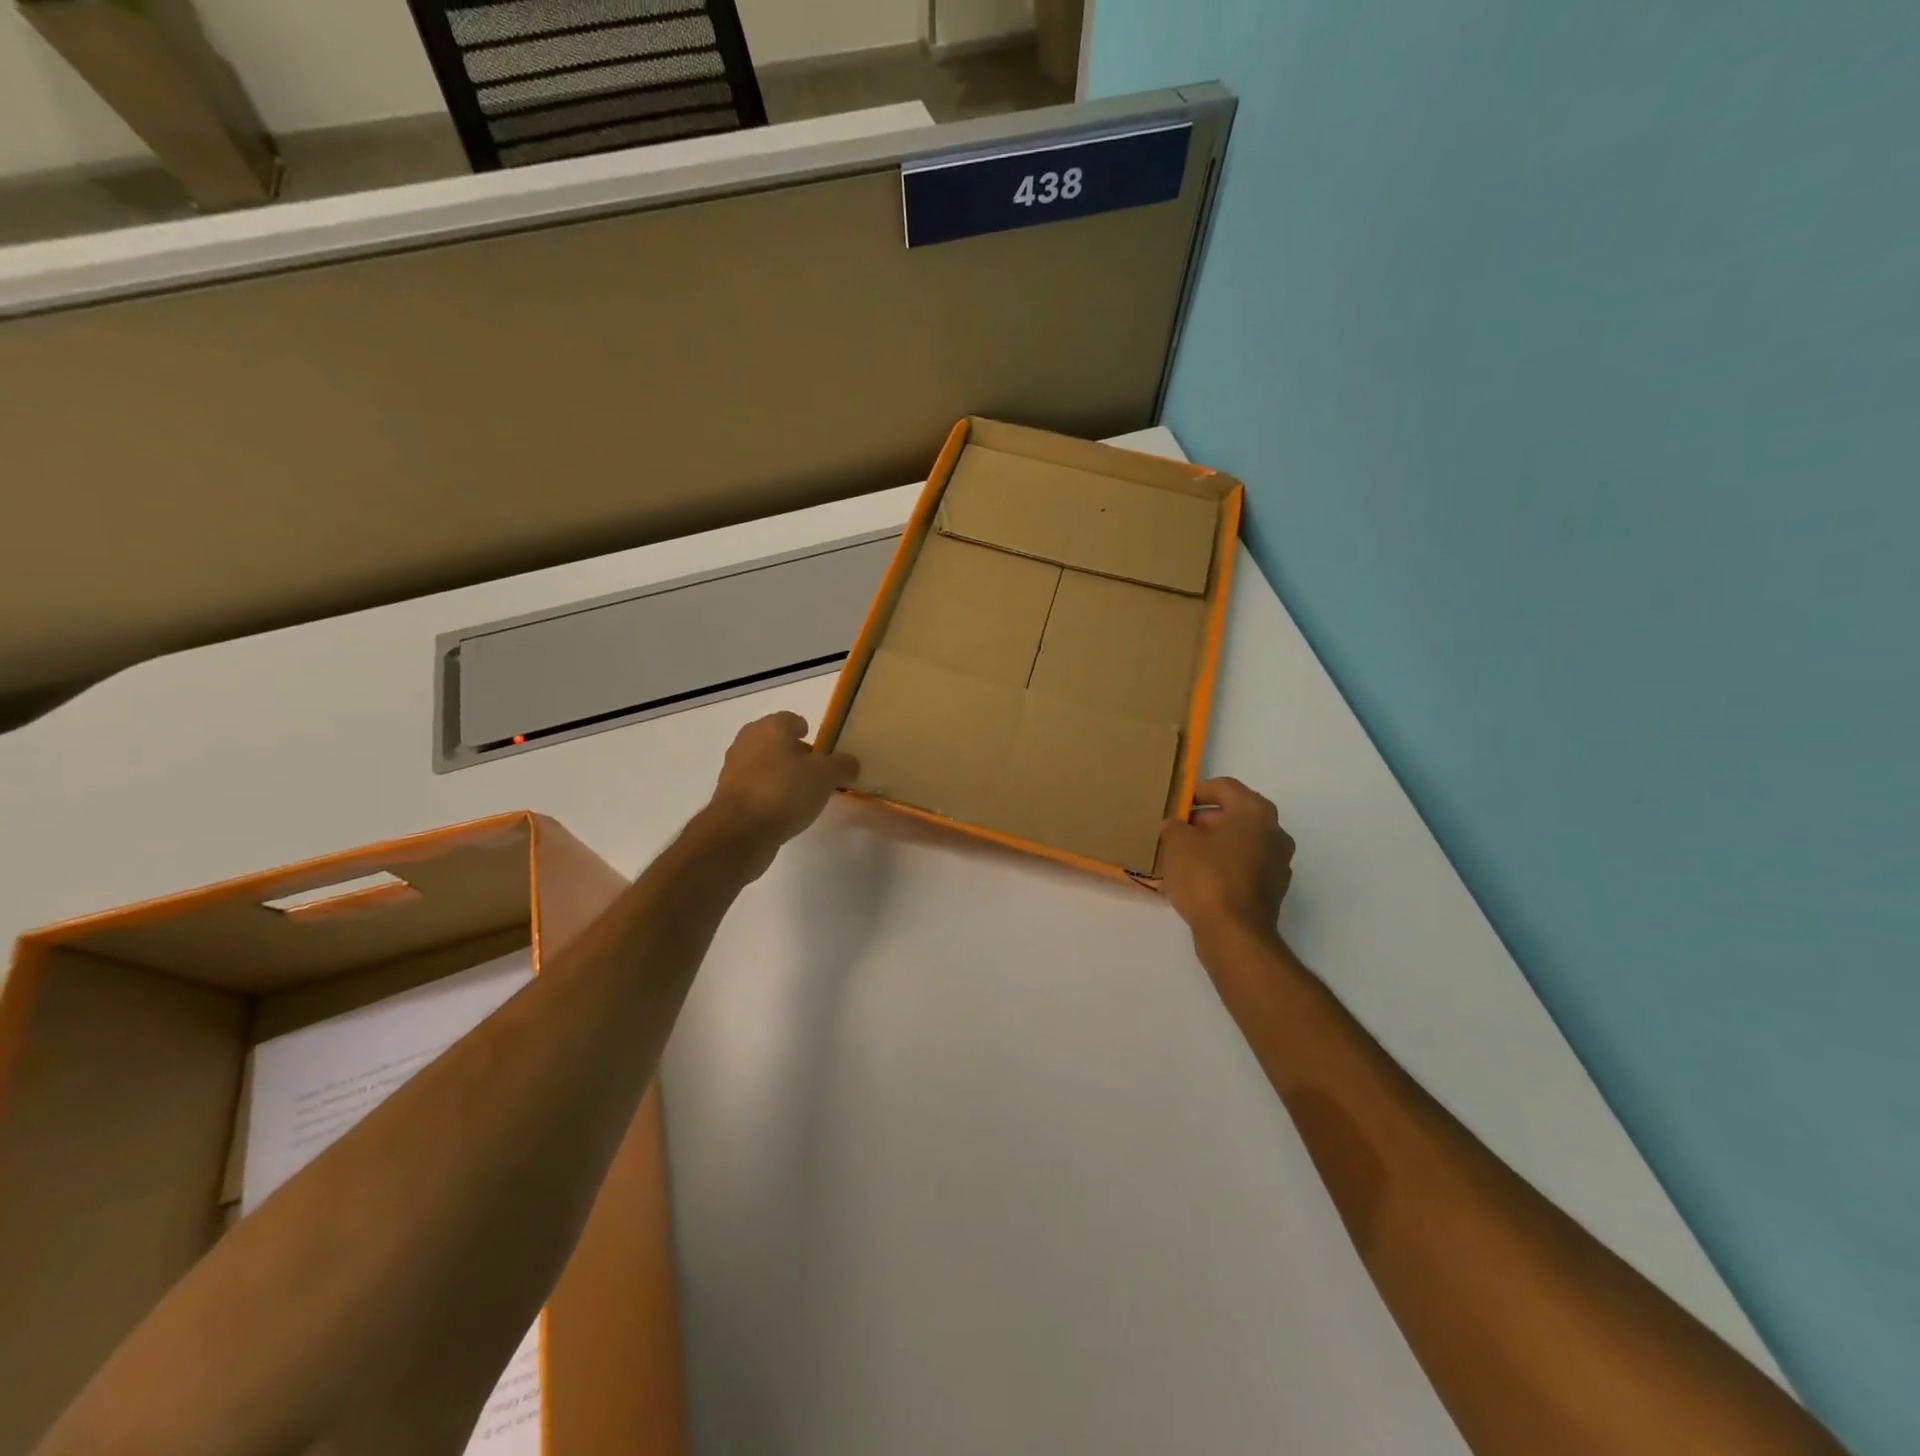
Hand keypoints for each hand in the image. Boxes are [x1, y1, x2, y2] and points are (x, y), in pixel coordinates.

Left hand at [707, 712, 859, 851]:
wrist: (739, 831)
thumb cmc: (785, 791)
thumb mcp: (826, 776)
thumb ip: (843, 765)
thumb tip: (850, 763)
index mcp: (770, 727)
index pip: (791, 719)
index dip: (808, 731)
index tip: (821, 749)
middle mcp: (747, 742)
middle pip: (776, 742)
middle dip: (795, 754)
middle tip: (817, 772)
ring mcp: (734, 770)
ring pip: (764, 766)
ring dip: (782, 775)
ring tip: (803, 795)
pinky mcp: (728, 798)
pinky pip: (756, 789)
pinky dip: (770, 795)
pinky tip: (785, 811)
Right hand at [1158, 777, 1294, 946]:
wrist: (1234, 934)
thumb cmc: (1206, 877)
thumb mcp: (1176, 843)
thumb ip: (1174, 826)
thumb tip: (1176, 826)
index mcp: (1255, 811)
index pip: (1223, 787)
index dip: (1195, 792)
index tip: (1175, 805)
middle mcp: (1274, 832)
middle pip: (1235, 814)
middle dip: (1204, 820)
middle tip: (1176, 831)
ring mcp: (1278, 863)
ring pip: (1240, 842)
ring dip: (1214, 844)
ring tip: (1184, 856)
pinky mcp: (1273, 890)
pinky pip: (1245, 866)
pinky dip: (1224, 866)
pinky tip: (1200, 880)